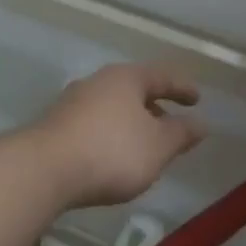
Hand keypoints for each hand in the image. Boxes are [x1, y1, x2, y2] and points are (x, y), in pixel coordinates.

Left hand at [26, 64, 206, 208]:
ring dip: (132, 122)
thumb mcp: (158, 146)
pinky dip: (111, 135)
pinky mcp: (56, 126)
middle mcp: (96, 82)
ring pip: (112, 107)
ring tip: (146, 144)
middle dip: (154, 106)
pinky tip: (114, 156)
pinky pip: (94, 125)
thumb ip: (181, 133)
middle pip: (133, 89)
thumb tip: (201, 123)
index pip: (162, 76)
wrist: (44, 169)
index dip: (182, 88)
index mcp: (125, 78)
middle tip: (172, 124)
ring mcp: (72, 103)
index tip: (197, 99)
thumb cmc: (111, 151)